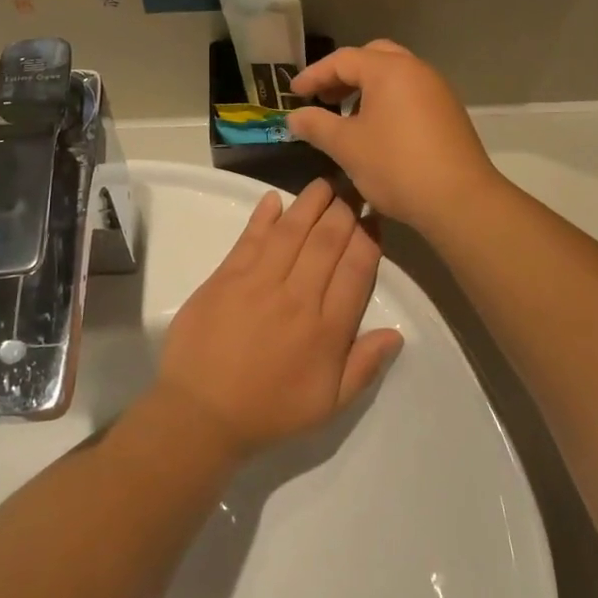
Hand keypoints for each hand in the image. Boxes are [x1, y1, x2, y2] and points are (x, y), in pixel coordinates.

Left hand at [156, 180, 402, 456]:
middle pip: (327, 242)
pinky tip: (274, 199)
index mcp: (327, 328)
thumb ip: (364, 367)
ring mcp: (258, 283)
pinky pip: (249, 238)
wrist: (201, 413)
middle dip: (343, 211)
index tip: (373, 217)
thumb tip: (396, 332)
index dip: (368, 238)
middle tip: (351, 189)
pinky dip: (263, 216)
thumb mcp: (329, 405)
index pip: (356, 269)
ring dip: (309, 204)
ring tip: (323, 184)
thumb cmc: (269, 411)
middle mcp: (297, 297)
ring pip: (291, 232)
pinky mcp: (225, 277)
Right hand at [286, 41, 500, 232]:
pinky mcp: (448, 113)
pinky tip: (377, 131)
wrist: (459, 199)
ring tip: (346, 117)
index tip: (293, 94)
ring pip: (394, 76)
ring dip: (367, 88)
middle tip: (323, 98)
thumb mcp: (347, 146)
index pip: (343, 60)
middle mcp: (416, 71)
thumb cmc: (396, 166)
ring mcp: (437, 91)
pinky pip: (410, 94)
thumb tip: (294, 117)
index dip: (314, 75)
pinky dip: (387, 101)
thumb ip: (316, 126)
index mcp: (389, 70)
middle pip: (373, 57)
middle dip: (343, 75)